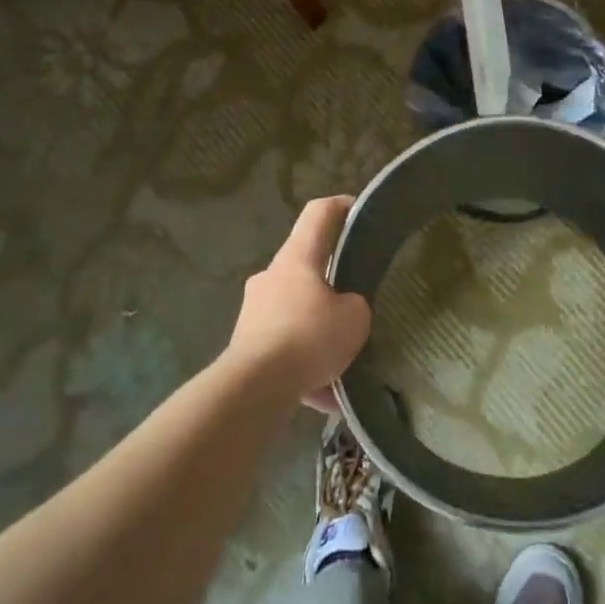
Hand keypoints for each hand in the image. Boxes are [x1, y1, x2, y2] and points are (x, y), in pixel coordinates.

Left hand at [227, 195, 369, 411]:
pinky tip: (326, 396)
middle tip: (356, 300)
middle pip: (306, 267)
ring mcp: (254, 312)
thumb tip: (343, 311)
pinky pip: (285, 350)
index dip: (340, 206)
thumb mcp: (354, 317)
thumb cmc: (308, 336)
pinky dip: (305, 368)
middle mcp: (271, 277)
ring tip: (344, 361)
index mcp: (297, 258)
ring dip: (317, 331)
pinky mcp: (246, 347)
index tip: (358, 209)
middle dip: (331, 283)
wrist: (254, 388)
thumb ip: (354, 306)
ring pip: (295, 312)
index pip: (318, 214)